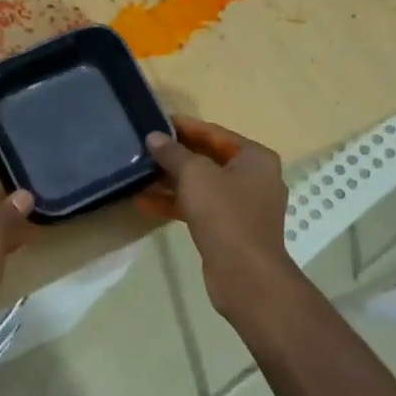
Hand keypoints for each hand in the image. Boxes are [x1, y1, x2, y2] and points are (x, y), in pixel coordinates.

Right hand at [141, 115, 298, 312]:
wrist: (245, 274)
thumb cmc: (224, 213)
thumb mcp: (195, 175)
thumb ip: (173, 153)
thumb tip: (154, 137)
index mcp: (255, 158)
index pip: (215, 133)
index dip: (185, 127)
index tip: (157, 121)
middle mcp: (254, 178)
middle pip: (209, 159)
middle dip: (176, 156)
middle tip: (145, 149)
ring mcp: (244, 206)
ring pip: (202, 186)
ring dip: (172, 182)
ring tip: (140, 175)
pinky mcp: (230, 229)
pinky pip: (200, 208)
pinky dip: (177, 204)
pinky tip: (145, 203)